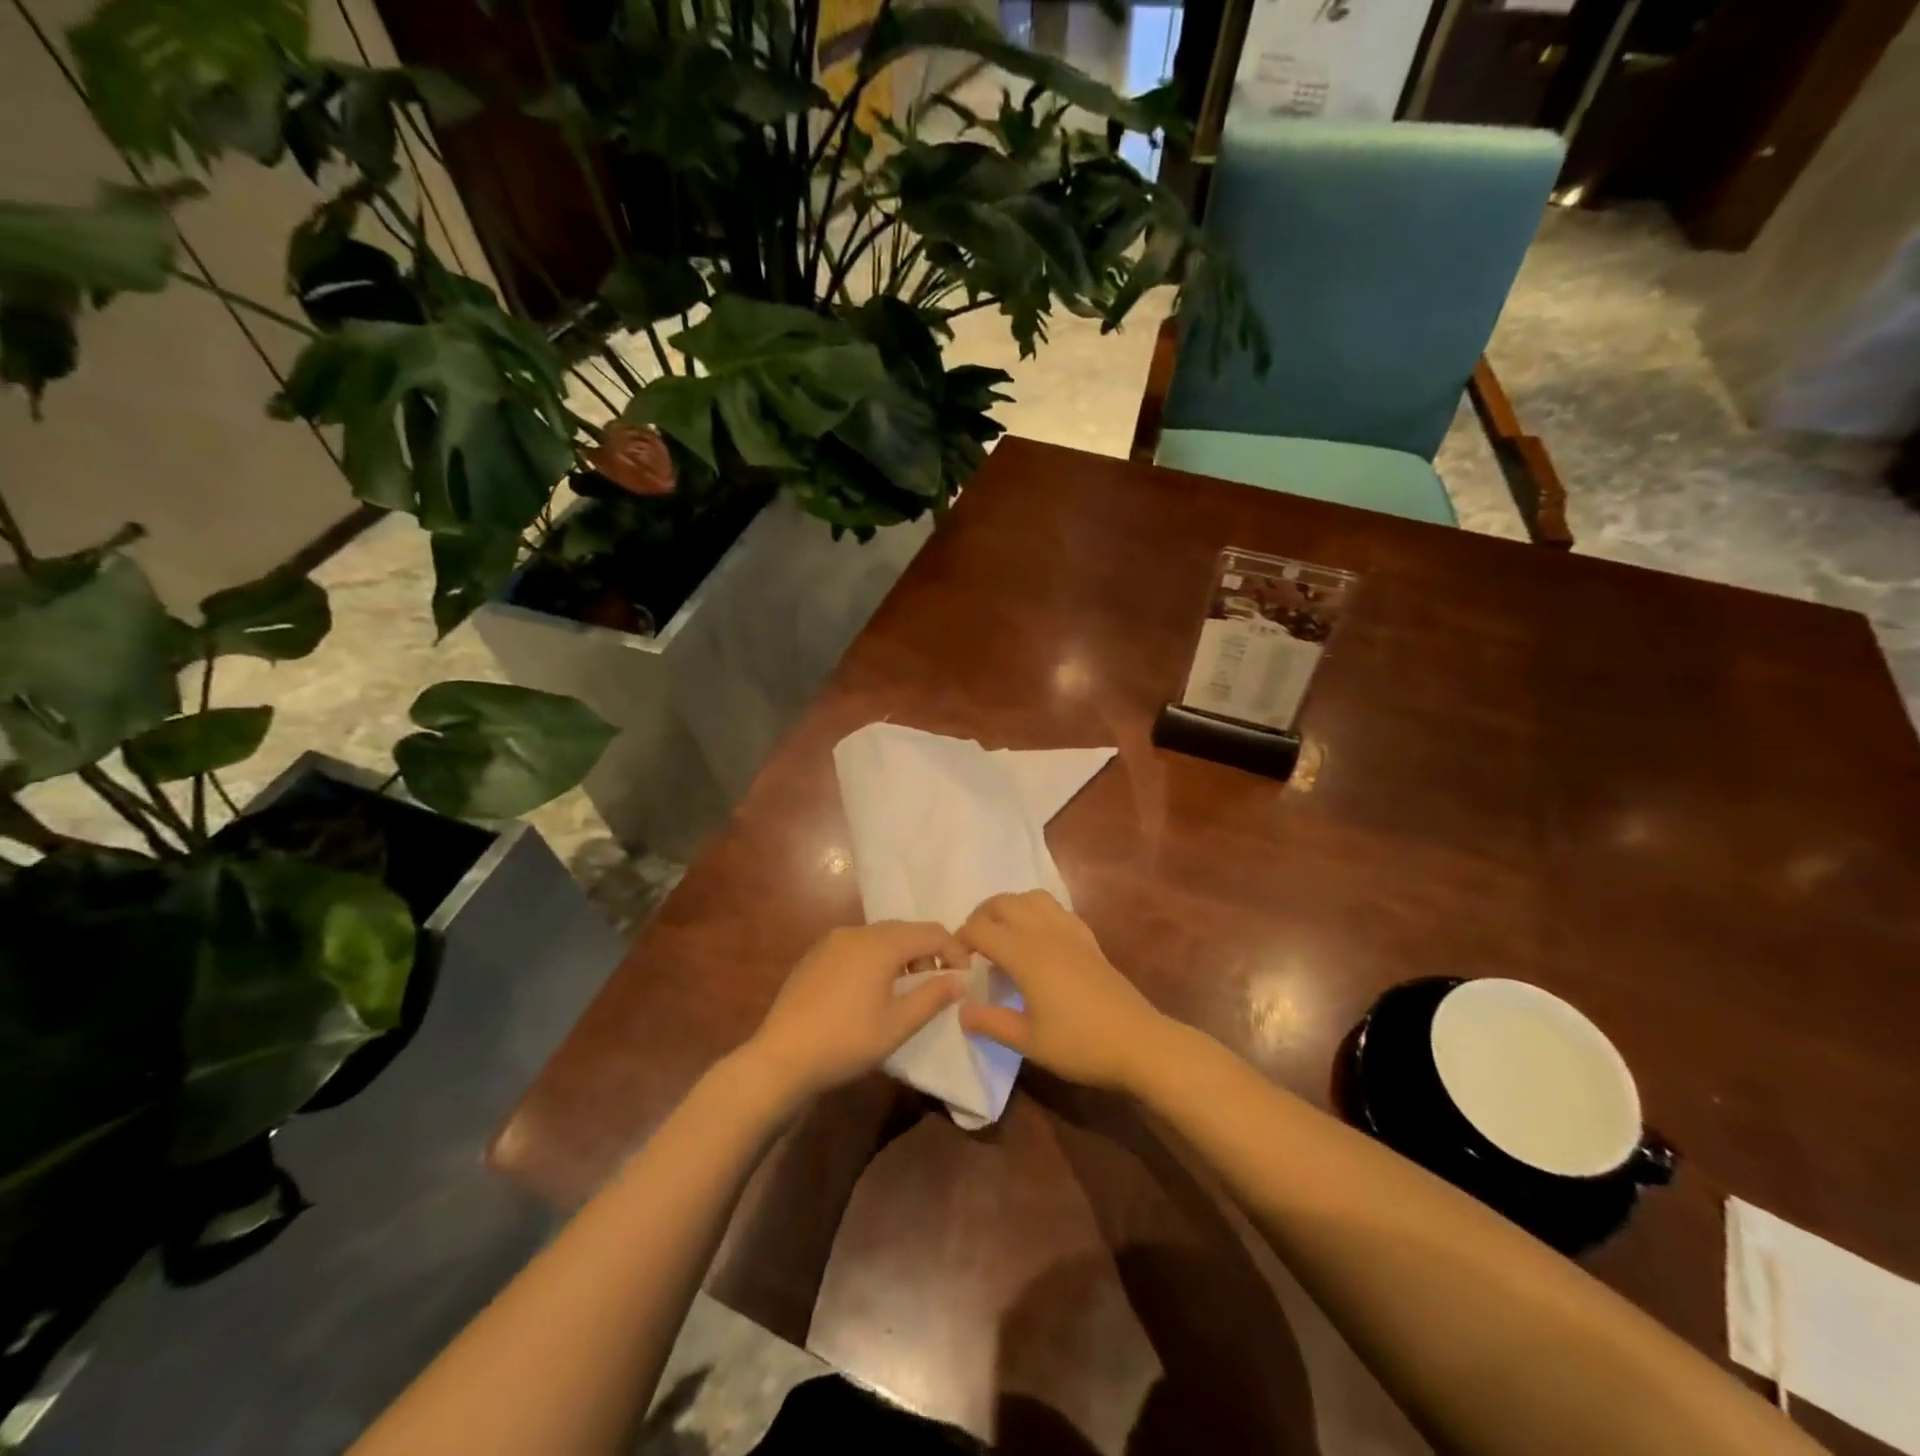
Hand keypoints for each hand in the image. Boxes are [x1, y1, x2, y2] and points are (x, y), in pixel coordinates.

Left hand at [745, 921, 968, 1102]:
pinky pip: (857, 946)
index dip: (955, 951)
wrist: (780, 1057)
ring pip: (880, 937)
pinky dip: (875, 958)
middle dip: (929, 951)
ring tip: (907, 988)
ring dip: (902, 954)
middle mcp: (857, 932)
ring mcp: (832, 941)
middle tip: (939, 982)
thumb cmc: (846, 1041)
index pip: (932, 932)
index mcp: (881, 944)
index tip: (964, 978)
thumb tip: (959, 979)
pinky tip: (870, 989)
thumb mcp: (898, 1025)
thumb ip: (933, 996)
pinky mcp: (815, 955)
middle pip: (905, 930)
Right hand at [957, 890, 1168, 1091]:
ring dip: (1011, 907)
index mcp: (1025, 954)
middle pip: (1004, 902)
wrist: (1138, 1042)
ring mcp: (1070, 932)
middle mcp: (1044, 933)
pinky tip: (1038, 939)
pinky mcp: (1088, 939)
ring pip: (1032, 897)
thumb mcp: (1028, 1042)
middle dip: (981, 916)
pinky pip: (1056, 909)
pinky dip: (1038, 912)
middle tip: (974, 944)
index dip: (961, 939)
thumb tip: (961, 1010)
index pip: (981, 929)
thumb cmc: (1079, 1044)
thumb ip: (991, 1022)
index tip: (955, 961)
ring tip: (1003, 934)